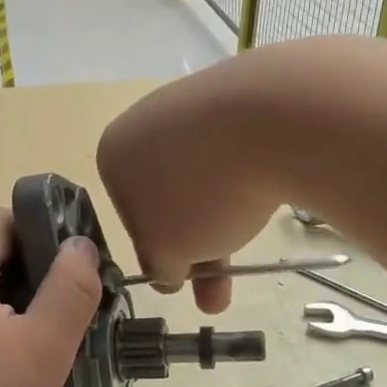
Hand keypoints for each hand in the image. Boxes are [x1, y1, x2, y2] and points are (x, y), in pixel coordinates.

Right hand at [97, 56, 283, 313]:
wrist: (272, 118)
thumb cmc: (200, 192)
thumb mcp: (166, 251)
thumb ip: (159, 267)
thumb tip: (165, 274)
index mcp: (114, 153)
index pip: (129, 216)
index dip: (157, 250)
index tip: (183, 276)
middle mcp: (146, 121)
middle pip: (169, 199)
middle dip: (196, 247)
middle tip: (218, 290)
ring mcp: (194, 104)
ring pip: (205, 179)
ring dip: (223, 224)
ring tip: (248, 264)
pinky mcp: (241, 97)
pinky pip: (237, 153)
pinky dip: (246, 181)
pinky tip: (264, 197)